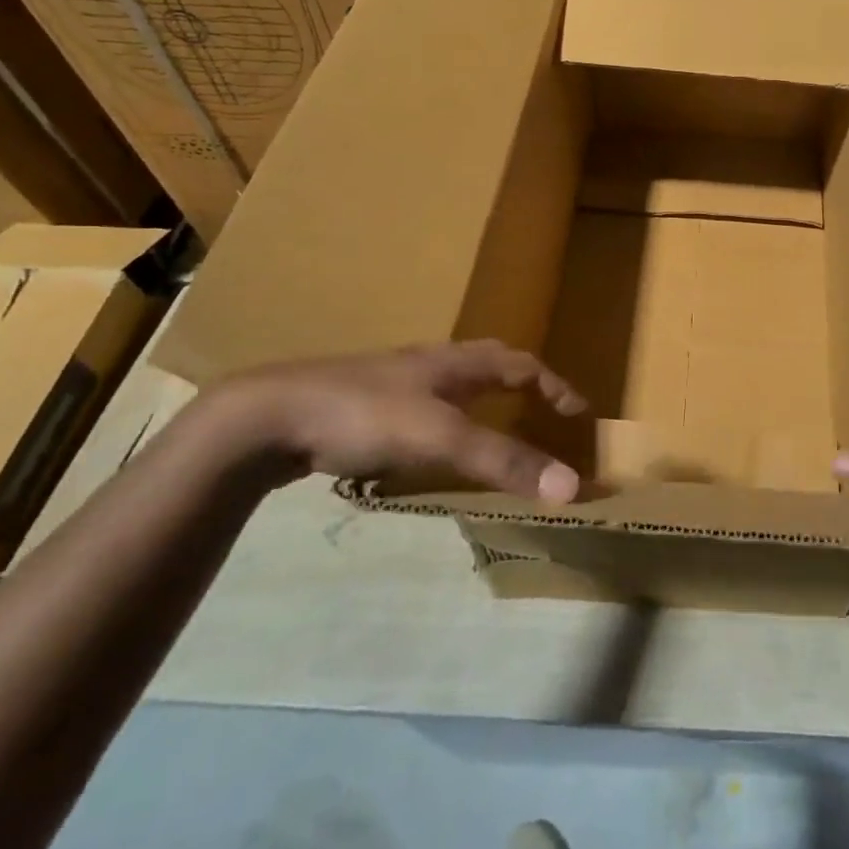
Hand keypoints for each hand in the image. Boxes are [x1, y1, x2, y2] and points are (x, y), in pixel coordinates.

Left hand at [201, 339, 587, 502]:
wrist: (269, 416)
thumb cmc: (364, 415)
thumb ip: (504, 461)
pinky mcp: (363, 406)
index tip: (579, 413)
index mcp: (454, 363)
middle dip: (521, 382)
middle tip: (543, 409)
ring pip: (452, 384)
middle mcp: (428, 365)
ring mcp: (392, 383)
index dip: (555, 386)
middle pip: (488, 362)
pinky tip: (431, 449)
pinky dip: (445, 422)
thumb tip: (571, 486)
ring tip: (494, 428)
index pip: (521, 364)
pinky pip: (421, 408)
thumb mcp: (442, 438)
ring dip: (482, 400)